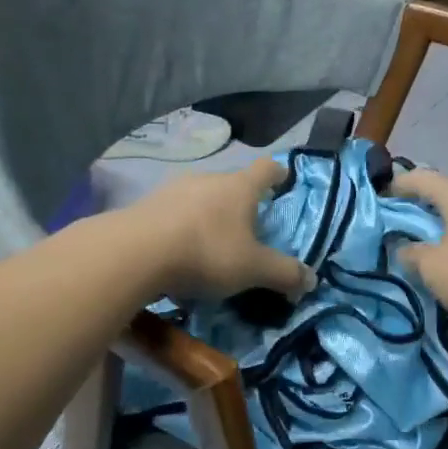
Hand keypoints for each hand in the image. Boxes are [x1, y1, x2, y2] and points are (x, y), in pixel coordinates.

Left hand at [129, 156, 312, 302]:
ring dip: (209, 213)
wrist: (136, 252)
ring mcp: (174, 188)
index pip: (266, 169)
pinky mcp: (147, 204)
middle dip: (241, 201)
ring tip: (211, 240)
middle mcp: (209, 179)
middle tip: (248, 225)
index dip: (277, 173)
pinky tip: (178, 249)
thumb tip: (311, 280)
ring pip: (201, 196)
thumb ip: (283, 273)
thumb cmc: (207, 252)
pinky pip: (174, 211)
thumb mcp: (253, 269)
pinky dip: (182, 225)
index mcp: (240, 187)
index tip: (283, 178)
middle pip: (232, 183)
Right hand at [389, 169, 447, 327]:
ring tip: (431, 240)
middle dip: (423, 204)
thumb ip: (411, 254)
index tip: (382, 199)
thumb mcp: (433, 269)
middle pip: (446, 190)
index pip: (420, 178)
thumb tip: (404, 248)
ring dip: (447, 221)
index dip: (398, 186)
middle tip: (404, 221)